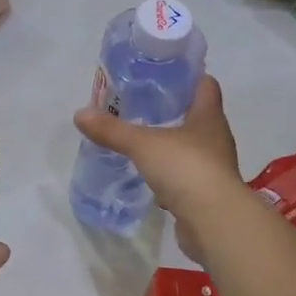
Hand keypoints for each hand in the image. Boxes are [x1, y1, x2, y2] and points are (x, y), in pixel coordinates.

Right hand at [74, 75, 240, 260]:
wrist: (213, 221)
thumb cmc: (186, 168)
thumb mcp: (143, 144)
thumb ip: (112, 130)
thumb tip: (80, 114)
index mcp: (209, 117)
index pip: (206, 85)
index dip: (188, 76)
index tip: (164, 74)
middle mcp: (216, 139)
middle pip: (197, 116)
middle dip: (173, 110)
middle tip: (142, 105)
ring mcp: (213, 168)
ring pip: (191, 148)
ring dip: (171, 144)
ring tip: (142, 140)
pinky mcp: (206, 194)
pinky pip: (185, 178)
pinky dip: (169, 176)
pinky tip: (150, 177)